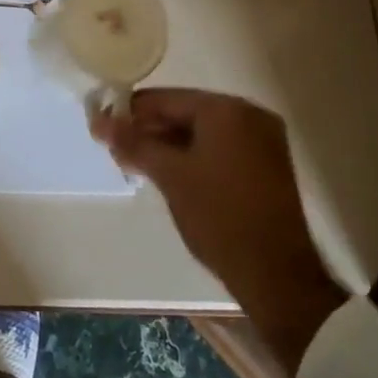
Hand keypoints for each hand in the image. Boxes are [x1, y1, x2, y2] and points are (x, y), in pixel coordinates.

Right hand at [92, 89, 343, 374]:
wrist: (277, 277)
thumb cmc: (220, 216)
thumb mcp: (170, 176)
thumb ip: (134, 143)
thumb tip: (100, 121)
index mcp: (227, 109)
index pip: (166, 99)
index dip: (130, 113)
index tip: (101, 127)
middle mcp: (249, 115)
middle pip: (185, 112)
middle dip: (149, 131)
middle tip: (115, 151)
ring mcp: (262, 141)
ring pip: (202, 133)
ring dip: (168, 146)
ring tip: (135, 165)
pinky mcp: (266, 166)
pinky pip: (220, 149)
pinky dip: (193, 157)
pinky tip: (169, 175)